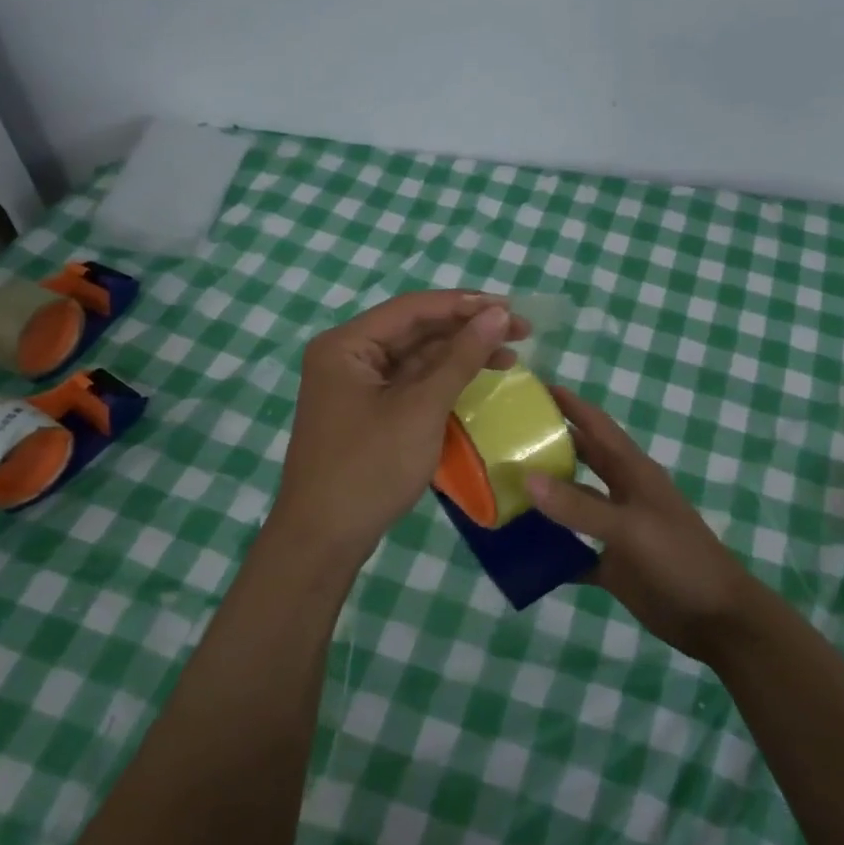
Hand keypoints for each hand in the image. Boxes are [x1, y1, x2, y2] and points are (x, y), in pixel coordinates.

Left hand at [268, 291, 522, 565]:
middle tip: (519, 330)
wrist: (324, 540)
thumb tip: (496, 314)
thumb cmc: (370, 468)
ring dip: (459, 356)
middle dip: (467, 330)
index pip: (413, 308)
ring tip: (509, 357)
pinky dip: (443, 381)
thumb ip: (460, 358)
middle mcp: (347, 357)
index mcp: (347, 345)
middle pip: (415, 330)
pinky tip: (476, 380)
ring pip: (415, 358)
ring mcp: (355, 387)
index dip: (465, 305)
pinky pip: (409, 384)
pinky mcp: (366, 412)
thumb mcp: (421, 409)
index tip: (511, 309)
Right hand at [526, 386, 767, 663]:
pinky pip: (573, 551)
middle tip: (501, 438)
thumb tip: (526, 478)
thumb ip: (579, 506)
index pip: (595, 425)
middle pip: (579, 459)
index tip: (531, 387)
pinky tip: (519, 550)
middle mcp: (622, 493)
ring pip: (572, 504)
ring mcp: (616, 529)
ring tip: (499, 490)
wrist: (717, 619)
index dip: (568, 403)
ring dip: (542, 498)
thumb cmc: (680, 559)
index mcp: (632, 472)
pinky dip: (549, 549)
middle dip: (546, 445)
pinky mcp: (612, 563)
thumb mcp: (630, 528)